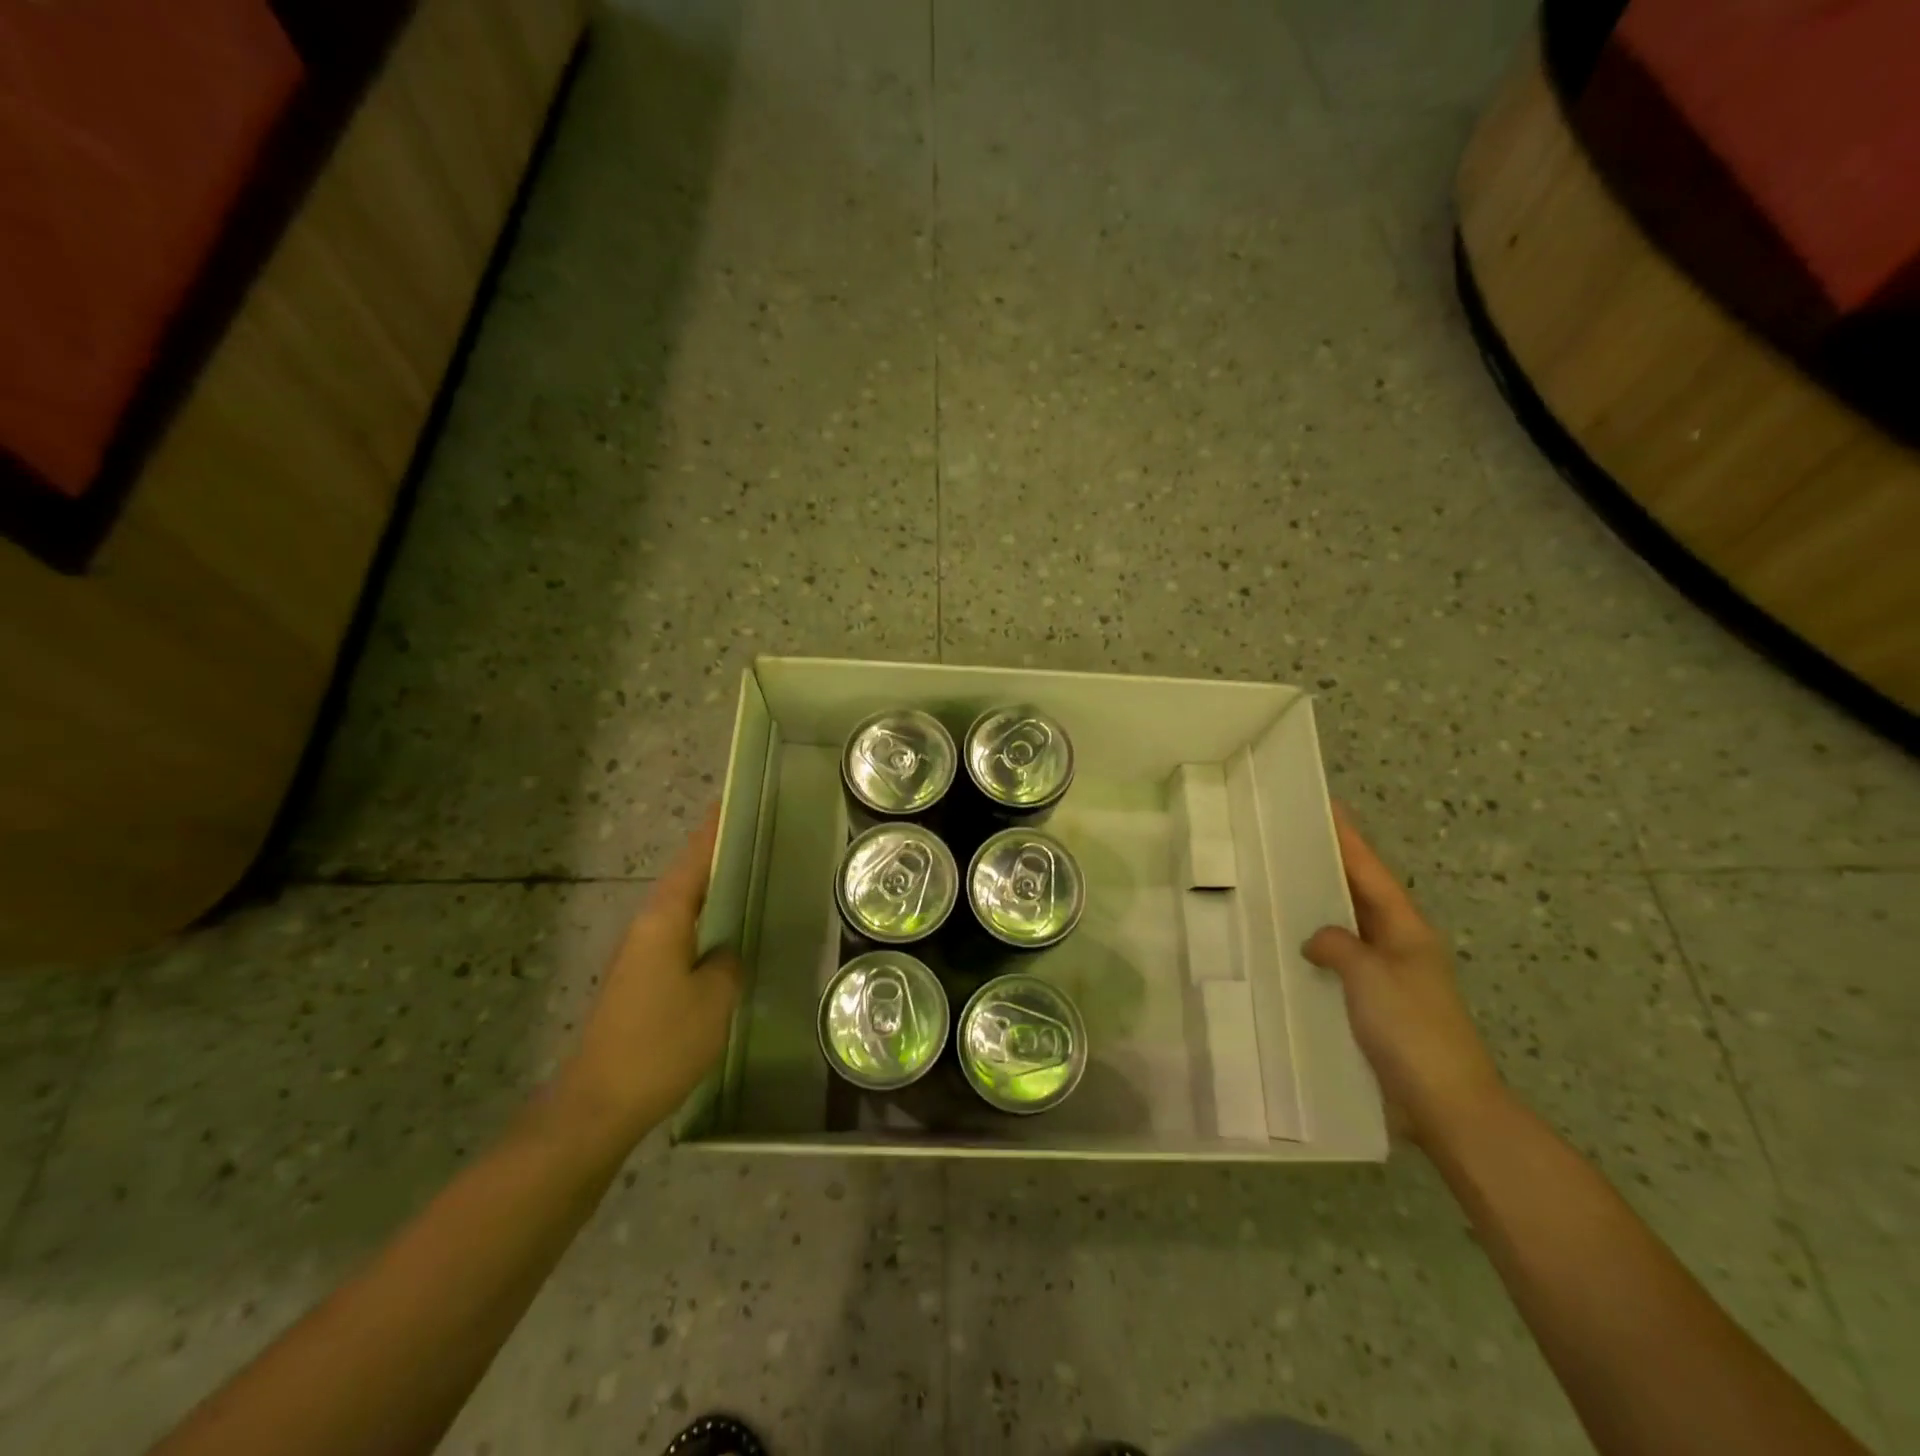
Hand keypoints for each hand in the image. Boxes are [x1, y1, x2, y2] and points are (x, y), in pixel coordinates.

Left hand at [557, 811, 742, 1143]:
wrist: (598, 1105)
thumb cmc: (661, 1043)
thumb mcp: (714, 999)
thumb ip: (729, 962)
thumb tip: (726, 951)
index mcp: (664, 919)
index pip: (694, 860)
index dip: (715, 830)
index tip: (735, 801)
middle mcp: (647, 927)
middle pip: (687, 879)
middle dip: (718, 856)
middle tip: (759, 839)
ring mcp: (640, 955)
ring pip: (683, 909)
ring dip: (713, 892)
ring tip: (752, 880)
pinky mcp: (640, 982)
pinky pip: (680, 937)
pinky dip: (705, 925)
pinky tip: (728, 938)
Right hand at [1303, 803, 1504, 1147]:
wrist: (1445, 1105)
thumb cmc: (1412, 1031)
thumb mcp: (1371, 976)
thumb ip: (1338, 945)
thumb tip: (1316, 939)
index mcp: (1405, 929)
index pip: (1369, 871)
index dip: (1347, 839)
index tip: (1325, 807)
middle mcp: (1398, 946)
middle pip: (1358, 895)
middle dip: (1328, 868)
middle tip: (1287, 842)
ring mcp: (1387, 977)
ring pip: (1347, 930)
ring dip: (1319, 910)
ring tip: (1277, 888)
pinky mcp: (1374, 1006)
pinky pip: (1339, 964)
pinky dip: (1316, 951)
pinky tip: (1288, 952)